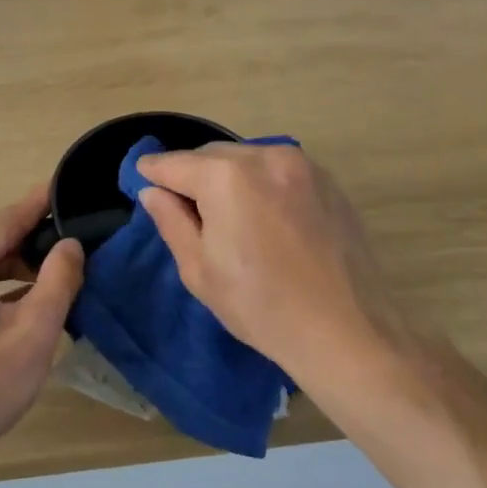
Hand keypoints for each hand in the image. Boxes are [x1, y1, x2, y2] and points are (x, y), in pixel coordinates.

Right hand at [137, 143, 407, 382]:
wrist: (346, 332)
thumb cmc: (260, 307)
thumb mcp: (200, 270)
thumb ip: (172, 221)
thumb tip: (153, 192)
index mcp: (227, 177)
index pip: (174, 164)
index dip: (152, 172)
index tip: (141, 178)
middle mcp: (266, 156)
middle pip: (212, 155)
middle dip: (192, 174)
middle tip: (183, 207)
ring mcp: (304, 166)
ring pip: (248, 158)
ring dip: (228, 176)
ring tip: (226, 215)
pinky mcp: (329, 183)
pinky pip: (279, 171)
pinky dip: (261, 183)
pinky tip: (263, 218)